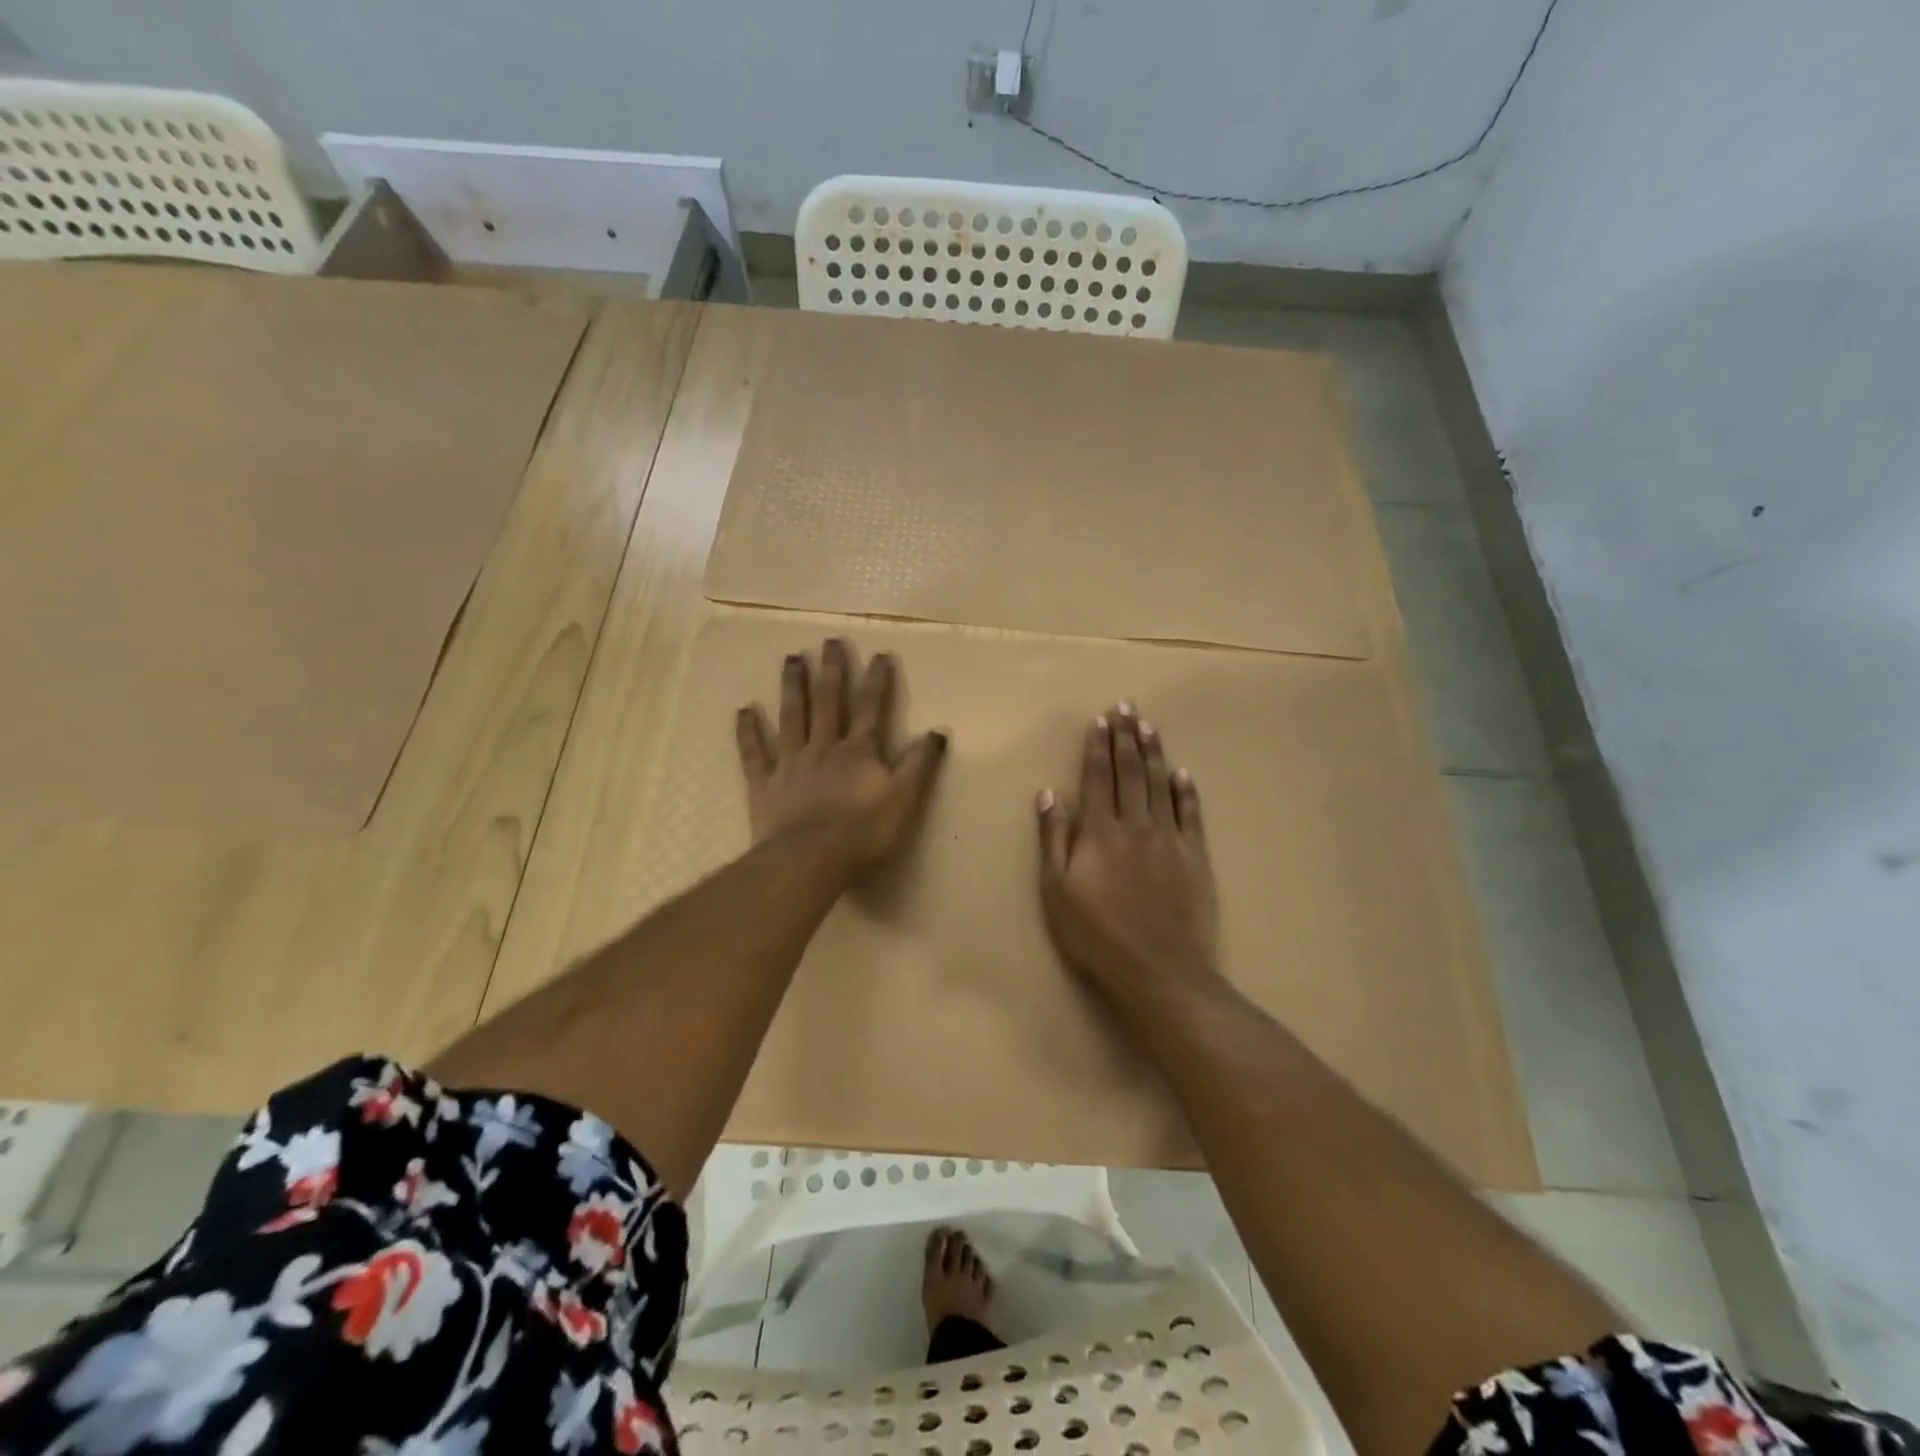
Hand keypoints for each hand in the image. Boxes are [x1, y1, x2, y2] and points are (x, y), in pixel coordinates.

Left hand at [736, 638, 947, 874]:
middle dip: (832, 671)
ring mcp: (791, 764)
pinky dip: (748, 731)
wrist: (810, 860)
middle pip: (829, 703)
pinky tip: (743, 710)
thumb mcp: (905, 800)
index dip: (877, 681)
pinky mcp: (765, 785)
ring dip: (793, 687)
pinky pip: (754, 753)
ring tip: (791, 659)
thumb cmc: (863, 833)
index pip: (872, 709)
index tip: (880, 654)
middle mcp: (824, 749)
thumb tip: (937, 732)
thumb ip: (920, 766)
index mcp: (858, 753)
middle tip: (830, 641)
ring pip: (792, 717)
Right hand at [1036, 703, 1218, 1003]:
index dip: (1097, 748)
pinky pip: (1191, 815)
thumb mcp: (1057, 892)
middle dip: (1125, 737)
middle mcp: (1135, 826)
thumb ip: (1053, 839)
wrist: (1159, 971)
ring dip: (1154, 753)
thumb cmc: (1096, 936)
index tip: (1099, 721)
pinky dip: (1187, 791)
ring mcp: (1169, 840)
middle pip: (1129, 773)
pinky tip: (1183, 773)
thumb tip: (1049, 794)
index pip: (1097, 779)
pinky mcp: (1195, 858)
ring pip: (1160, 785)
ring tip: (1149, 726)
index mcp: (1098, 832)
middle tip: (1126, 706)